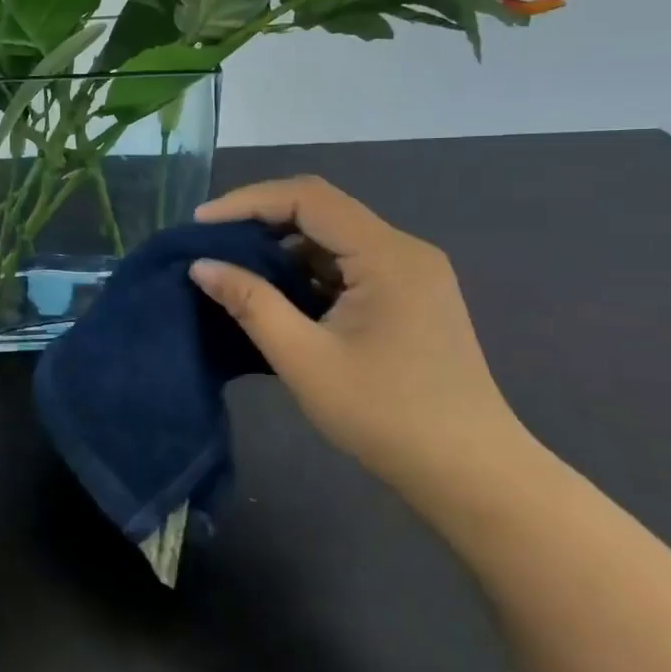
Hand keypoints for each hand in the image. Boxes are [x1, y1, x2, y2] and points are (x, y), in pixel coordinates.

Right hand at [189, 176, 525, 493]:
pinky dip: (307, 272)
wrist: (471, 474)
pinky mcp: (409, 298)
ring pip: (334, 239)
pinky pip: (348, 266)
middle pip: (322, 211)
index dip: (247, 201)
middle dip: (260, 221)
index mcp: (387, 255)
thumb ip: (250, 303)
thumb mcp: (304, 358)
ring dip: (282, 249)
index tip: (199, 224)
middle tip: (210, 244)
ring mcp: (411, 274)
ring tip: (233, 269)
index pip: (307, 198)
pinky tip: (277, 296)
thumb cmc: (385, 415)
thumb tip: (201, 265)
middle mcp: (404, 251)